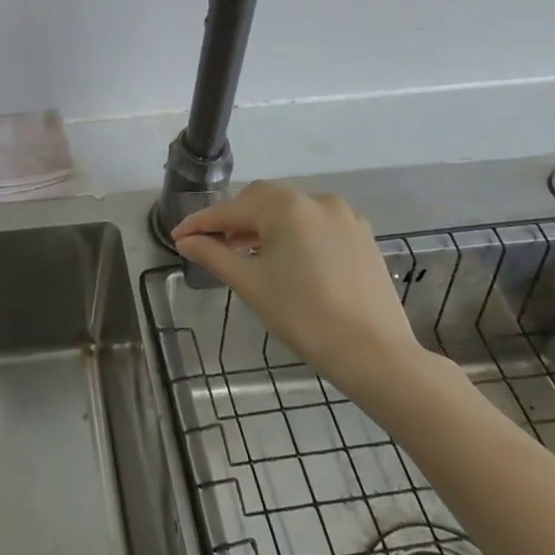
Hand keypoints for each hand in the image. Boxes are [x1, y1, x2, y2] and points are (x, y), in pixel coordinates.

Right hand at [172, 181, 432, 403]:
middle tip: (212, 244)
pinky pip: (316, 224)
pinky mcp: (362, 235)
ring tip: (247, 253)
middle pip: (262, 201)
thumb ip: (214, 255)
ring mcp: (344, 216)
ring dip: (264, 225)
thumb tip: (186, 241)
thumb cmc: (305, 317)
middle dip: (234, 220)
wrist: (376, 355)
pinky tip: (287, 259)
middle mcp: (315, 200)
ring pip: (290, 211)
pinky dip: (294, 233)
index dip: (202, 223)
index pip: (231, 210)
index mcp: (286, 207)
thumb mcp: (251, 285)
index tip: (178, 237)